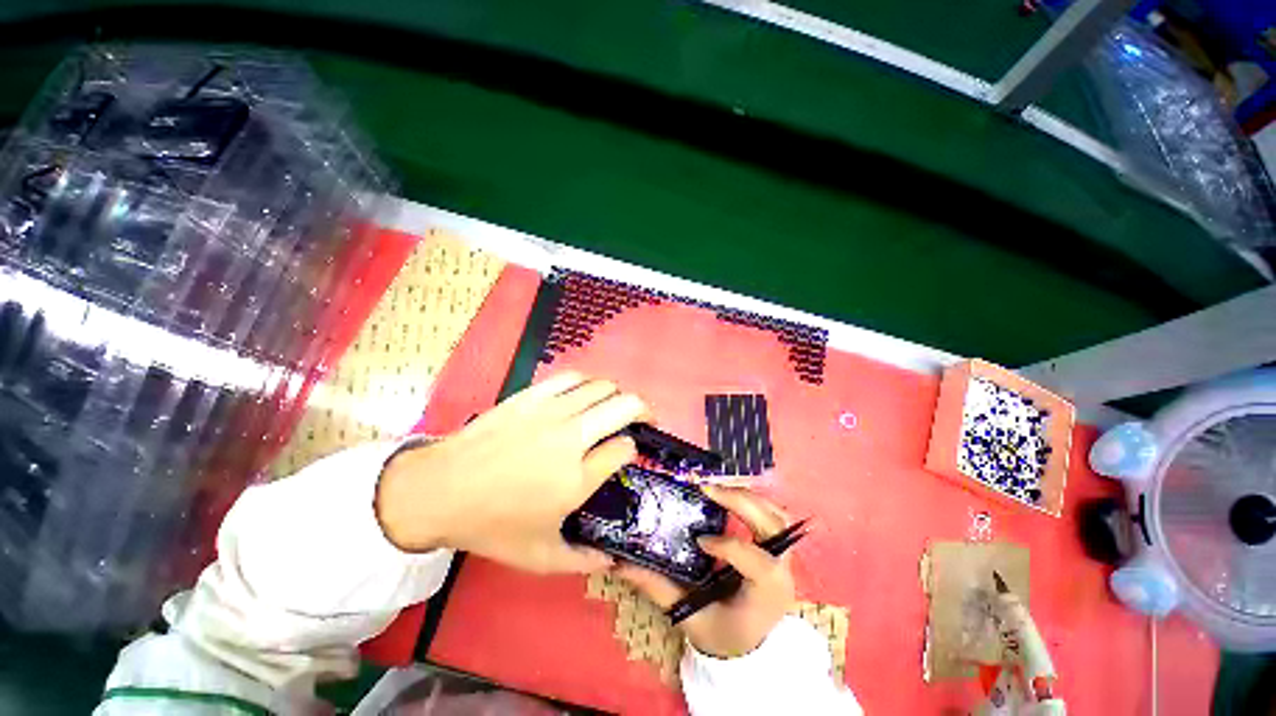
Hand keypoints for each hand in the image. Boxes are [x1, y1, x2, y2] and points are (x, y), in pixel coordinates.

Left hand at [375, 371, 648, 573]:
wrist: (440, 490)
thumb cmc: (491, 524)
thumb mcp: (539, 556)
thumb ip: (581, 561)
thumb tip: (612, 560)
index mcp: (578, 477)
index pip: (625, 449)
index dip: (633, 450)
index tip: (626, 455)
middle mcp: (572, 437)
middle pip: (625, 406)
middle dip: (643, 410)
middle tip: (643, 420)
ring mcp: (551, 411)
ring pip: (602, 387)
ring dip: (616, 395)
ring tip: (613, 406)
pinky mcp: (532, 396)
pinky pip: (571, 378)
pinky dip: (587, 383)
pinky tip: (583, 394)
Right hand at [616, 487, 796, 658]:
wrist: (750, 648)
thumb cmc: (721, 635)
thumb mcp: (689, 618)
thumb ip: (658, 589)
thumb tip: (619, 564)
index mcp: (766, 596)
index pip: (759, 565)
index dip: (730, 546)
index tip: (700, 540)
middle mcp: (783, 573)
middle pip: (773, 526)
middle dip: (740, 502)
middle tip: (706, 489)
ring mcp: (785, 557)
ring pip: (776, 514)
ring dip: (746, 496)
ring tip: (715, 489)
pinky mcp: (777, 547)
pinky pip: (772, 514)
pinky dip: (752, 499)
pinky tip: (728, 495)